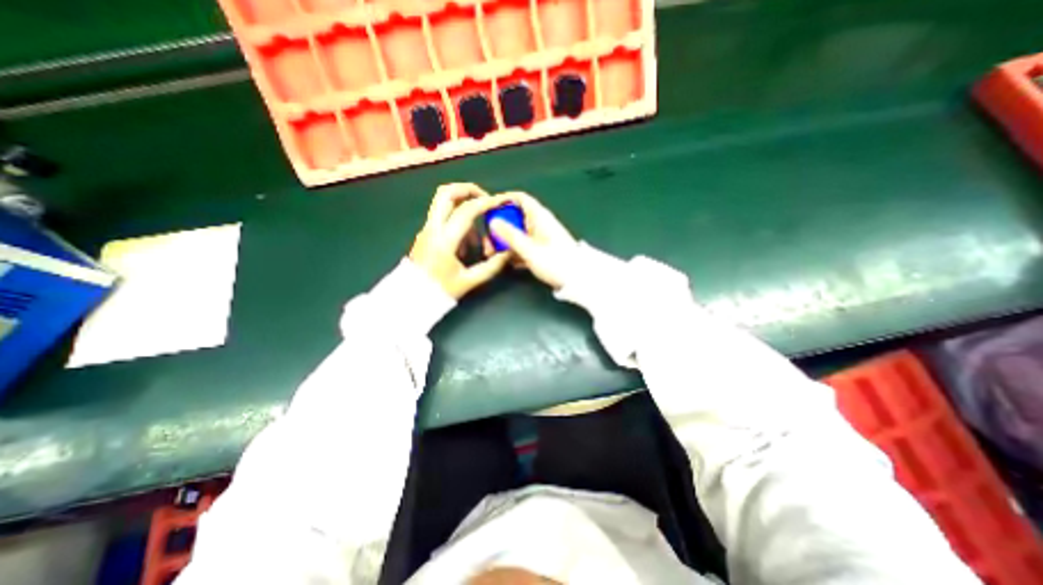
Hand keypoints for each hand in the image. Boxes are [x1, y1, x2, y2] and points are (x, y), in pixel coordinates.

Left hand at [412, 186, 516, 299]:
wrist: (411, 297)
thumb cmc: (440, 290)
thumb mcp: (469, 281)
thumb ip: (492, 266)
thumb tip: (508, 253)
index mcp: (444, 240)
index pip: (467, 210)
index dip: (486, 203)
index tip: (500, 202)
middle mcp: (433, 228)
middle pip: (446, 193)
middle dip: (468, 190)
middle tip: (485, 199)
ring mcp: (426, 228)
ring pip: (443, 202)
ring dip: (463, 207)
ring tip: (477, 235)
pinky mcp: (425, 232)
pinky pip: (443, 216)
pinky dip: (457, 220)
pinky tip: (466, 243)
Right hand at [490, 192, 579, 290]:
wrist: (577, 280)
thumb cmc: (555, 262)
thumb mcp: (530, 250)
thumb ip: (511, 235)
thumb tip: (493, 221)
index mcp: (540, 217)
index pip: (520, 198)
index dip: (503, 200)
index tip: (488, 209)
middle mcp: (540, 224)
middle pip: (515, 217)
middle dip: (500, 227)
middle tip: (488, 241)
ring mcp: (541, 237)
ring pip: (518, 233)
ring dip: (505, 242)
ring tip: (493, 254)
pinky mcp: (542, 250)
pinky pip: (523, 245)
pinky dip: (514, 251)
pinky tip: (507, 263)